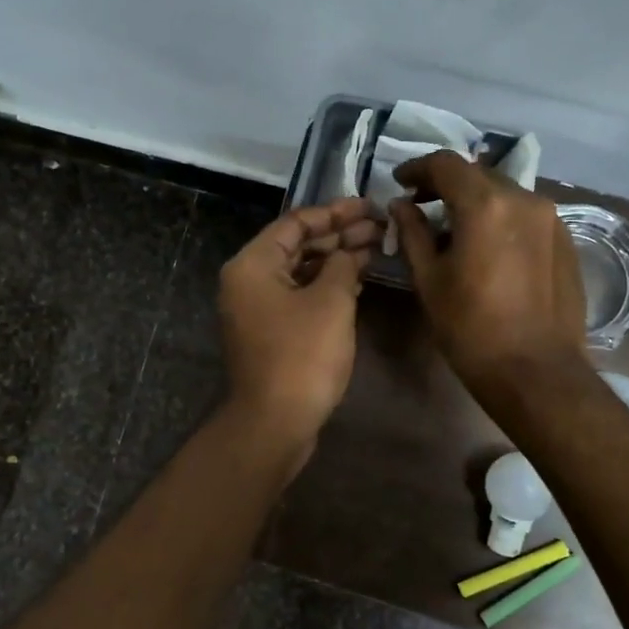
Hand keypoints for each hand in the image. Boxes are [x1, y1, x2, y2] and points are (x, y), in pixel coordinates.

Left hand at [219, 198, 381, 447]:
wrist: (276, 421)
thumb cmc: (302, 355)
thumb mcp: (331, 301)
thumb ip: (342, 265)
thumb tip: (348, 254)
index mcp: (253, 264)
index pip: (295, 223)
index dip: (335, 212)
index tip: (370, 206)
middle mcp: (248, 281)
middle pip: (297, 246)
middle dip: (339, 235)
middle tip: (381, 227)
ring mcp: (257, 309)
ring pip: (300, 272)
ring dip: (336, 261)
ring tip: (376, 249)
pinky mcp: (270, 332)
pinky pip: (299, 296)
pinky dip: (326, 286)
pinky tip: (357, 281)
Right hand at [391, 152, 588, 392]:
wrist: (535, 370)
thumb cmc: (470, 328)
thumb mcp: (429, 280)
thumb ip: (413, 233)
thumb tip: (401, 206)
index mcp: (485, 205)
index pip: (446, 164)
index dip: (417, 168)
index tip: (400, 182)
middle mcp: (523, 199)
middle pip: (477, 175)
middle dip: (445, 184)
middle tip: (420, 205)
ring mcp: (551, 218)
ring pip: (503, 193)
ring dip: (474, 201)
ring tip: (453, 229)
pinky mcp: (566, 239)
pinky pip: (525, 214)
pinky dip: (500, 218)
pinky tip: (487, 247)